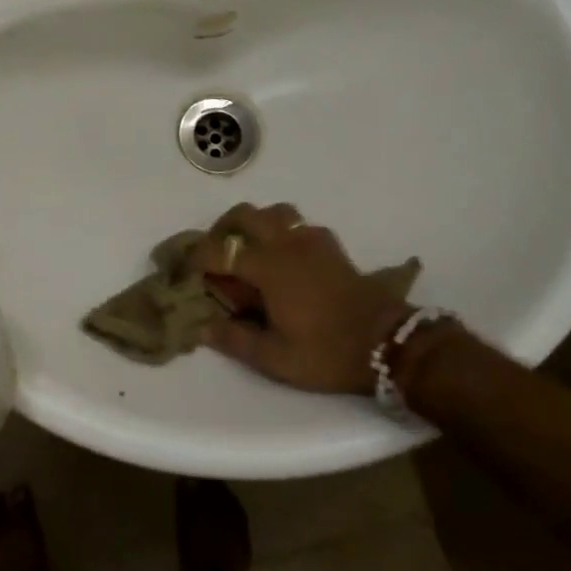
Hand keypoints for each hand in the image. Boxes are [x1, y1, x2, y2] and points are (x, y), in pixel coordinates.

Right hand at [191, 203, 411, 394]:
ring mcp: (311, 240)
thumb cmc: (328, 352)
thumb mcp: (276, 358)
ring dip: (255, 225)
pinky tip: (285, 259)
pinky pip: (298, 225)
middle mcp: (286, 243)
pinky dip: (283, 233)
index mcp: (268, 267)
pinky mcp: (331, 246)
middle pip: (244, 214)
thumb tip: (202, 326)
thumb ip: (235, 340)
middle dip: (222, 229)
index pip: (219, 250)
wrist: (388, 344)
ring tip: (249, 251)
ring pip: (274, 212)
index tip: (183, 271)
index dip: (195, 258)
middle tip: (215, 255)